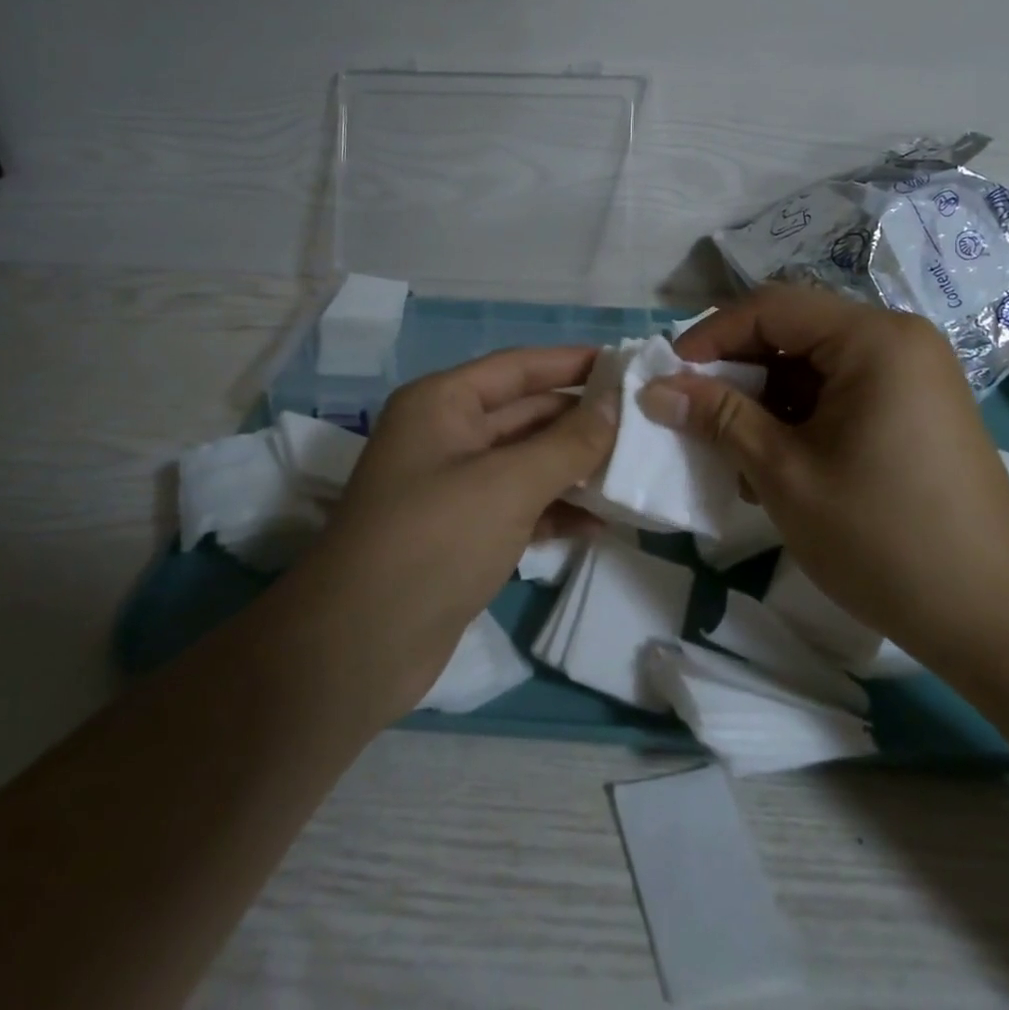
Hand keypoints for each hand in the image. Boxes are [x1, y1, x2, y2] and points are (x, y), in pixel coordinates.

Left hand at [277, 346, 616, 721]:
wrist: (361, 646)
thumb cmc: (434, 541)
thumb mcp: (508, 484)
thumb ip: (568, 443)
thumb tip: (616, 405)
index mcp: (443, 403)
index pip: (519, 367)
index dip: (573, 363)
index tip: (629, 364)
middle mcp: (446, 435)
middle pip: (526, 414)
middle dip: (582, 421)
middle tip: (647, 425)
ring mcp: (454, 487)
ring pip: (527, 463)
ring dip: (576, 469)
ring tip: (636, 474)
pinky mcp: (463, 533)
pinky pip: (520, 506)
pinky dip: (556, 510)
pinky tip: (601, 524)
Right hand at [643, 283, 1008, 669]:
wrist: (996, 618)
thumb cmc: (882, 536)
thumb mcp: (784, 473)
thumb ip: (718, 419)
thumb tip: (655, 389)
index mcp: (874, 339)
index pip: (771, 307)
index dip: (710, 336)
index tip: (667, 378)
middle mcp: (898, 342)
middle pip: (793, 332)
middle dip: (737, 372)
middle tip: (694, 417)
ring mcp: (913, 378)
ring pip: (812, 367)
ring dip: (764, 402)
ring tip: (735, 456)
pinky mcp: (915, 412)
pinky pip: (840, 395)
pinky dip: (799, 420)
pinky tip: (778, 468)